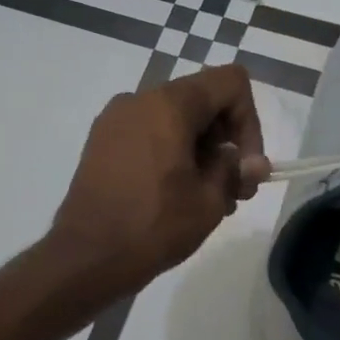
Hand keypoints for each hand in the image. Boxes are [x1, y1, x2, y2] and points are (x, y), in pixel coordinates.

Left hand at [49, 65, 269, 295]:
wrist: (86, 257)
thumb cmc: (153, 225)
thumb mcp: (209, 201)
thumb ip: (236, 170)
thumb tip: (253, 162)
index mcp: (169, 104)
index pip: (230, 82)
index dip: (249, 121)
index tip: (245, 165)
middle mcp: (139, 100)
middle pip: (202, 100)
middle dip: (226, 140)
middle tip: (235, 189)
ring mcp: (115, 120)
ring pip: (176, 119)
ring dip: (201, 150)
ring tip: (208, 198)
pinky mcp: (101, 142)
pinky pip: (149, 133)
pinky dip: (172, 153)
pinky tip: (176, 194)